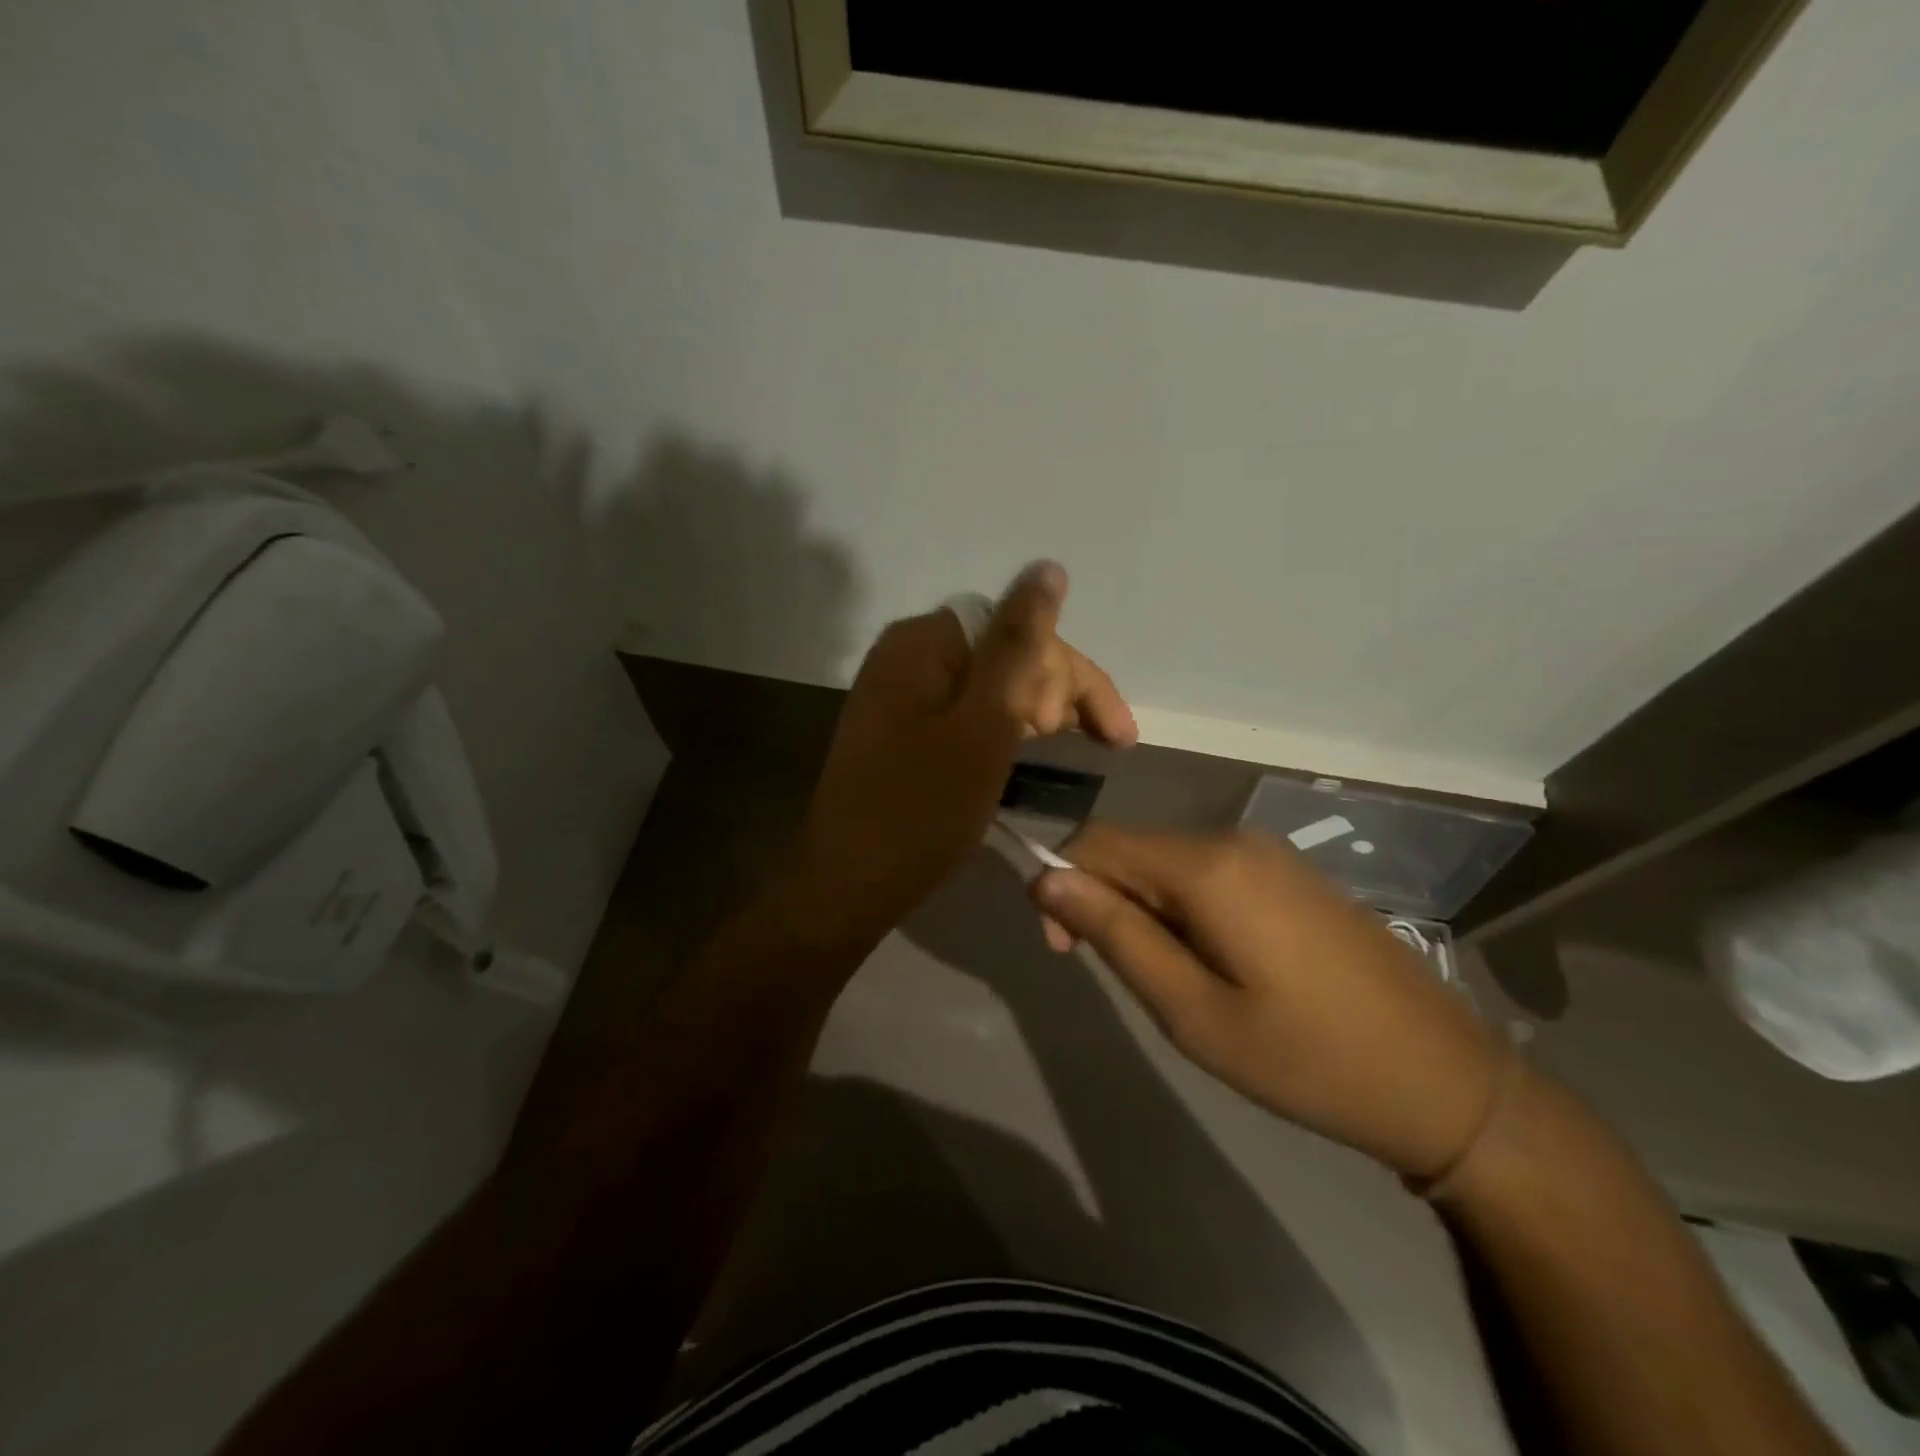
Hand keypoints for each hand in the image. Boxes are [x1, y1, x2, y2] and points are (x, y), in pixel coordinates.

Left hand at [797, 561, 1135, 940]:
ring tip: (1075, 746)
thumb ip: (1017, 646)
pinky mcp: (899, 729)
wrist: (847, 886)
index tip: (1109, 736)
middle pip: (1004, 652)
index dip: (1072, 676)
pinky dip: (1003, 729)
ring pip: (989, 684)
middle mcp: (907, 654)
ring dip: (1035, 711)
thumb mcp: (983, 726)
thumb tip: (1048, 568)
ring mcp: (899, 693)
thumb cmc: (921, 811)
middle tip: (1094, 744)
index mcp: (923, 642)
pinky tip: (1028, 750)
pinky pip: (965, 711)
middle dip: (1056, 693)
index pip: (1020, 629)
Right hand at [1031, 826, 1504, 1180]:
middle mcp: (1233, 838)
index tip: (1066, 952)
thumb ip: (1115, 934)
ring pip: (1168, 863)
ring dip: (1146, 910)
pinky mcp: (1289, 873)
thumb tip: (1046, 878)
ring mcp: (1268, 852)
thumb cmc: (1306, 1058)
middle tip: (1127, 979)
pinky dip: (1184, 908)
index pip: (1096, 841)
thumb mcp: (1192, 1011)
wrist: (1445, 1080)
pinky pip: (1209, 873)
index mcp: (1207, 865)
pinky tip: (1216, 964)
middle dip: (1105, 902)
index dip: (1062, 886)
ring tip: (1176, 981)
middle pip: (1133, 850)